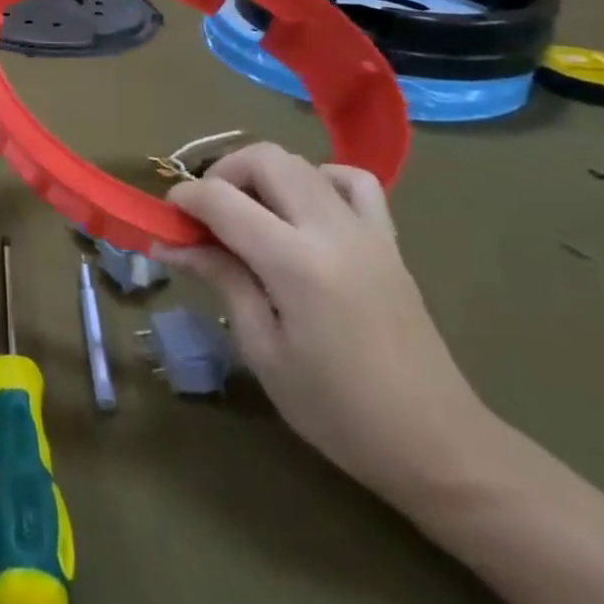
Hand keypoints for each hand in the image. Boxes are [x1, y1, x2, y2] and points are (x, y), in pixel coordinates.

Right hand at [153, 143, 496, 507]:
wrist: (437, 445)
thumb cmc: (336, 409)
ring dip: (262, 174)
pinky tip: (301, 211)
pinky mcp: (388, 241)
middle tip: (204, 215)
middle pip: (264, 159)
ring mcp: (366, 231)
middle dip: (221, 174)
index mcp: (295, 263)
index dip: (184, 198)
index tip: (166, 218)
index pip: (222, 199)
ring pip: (302, 162)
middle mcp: (331, 231)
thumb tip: (172, 243)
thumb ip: (222, 279)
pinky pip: (351, 182)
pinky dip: (317, 179)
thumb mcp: (262, 349)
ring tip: (247, 214)